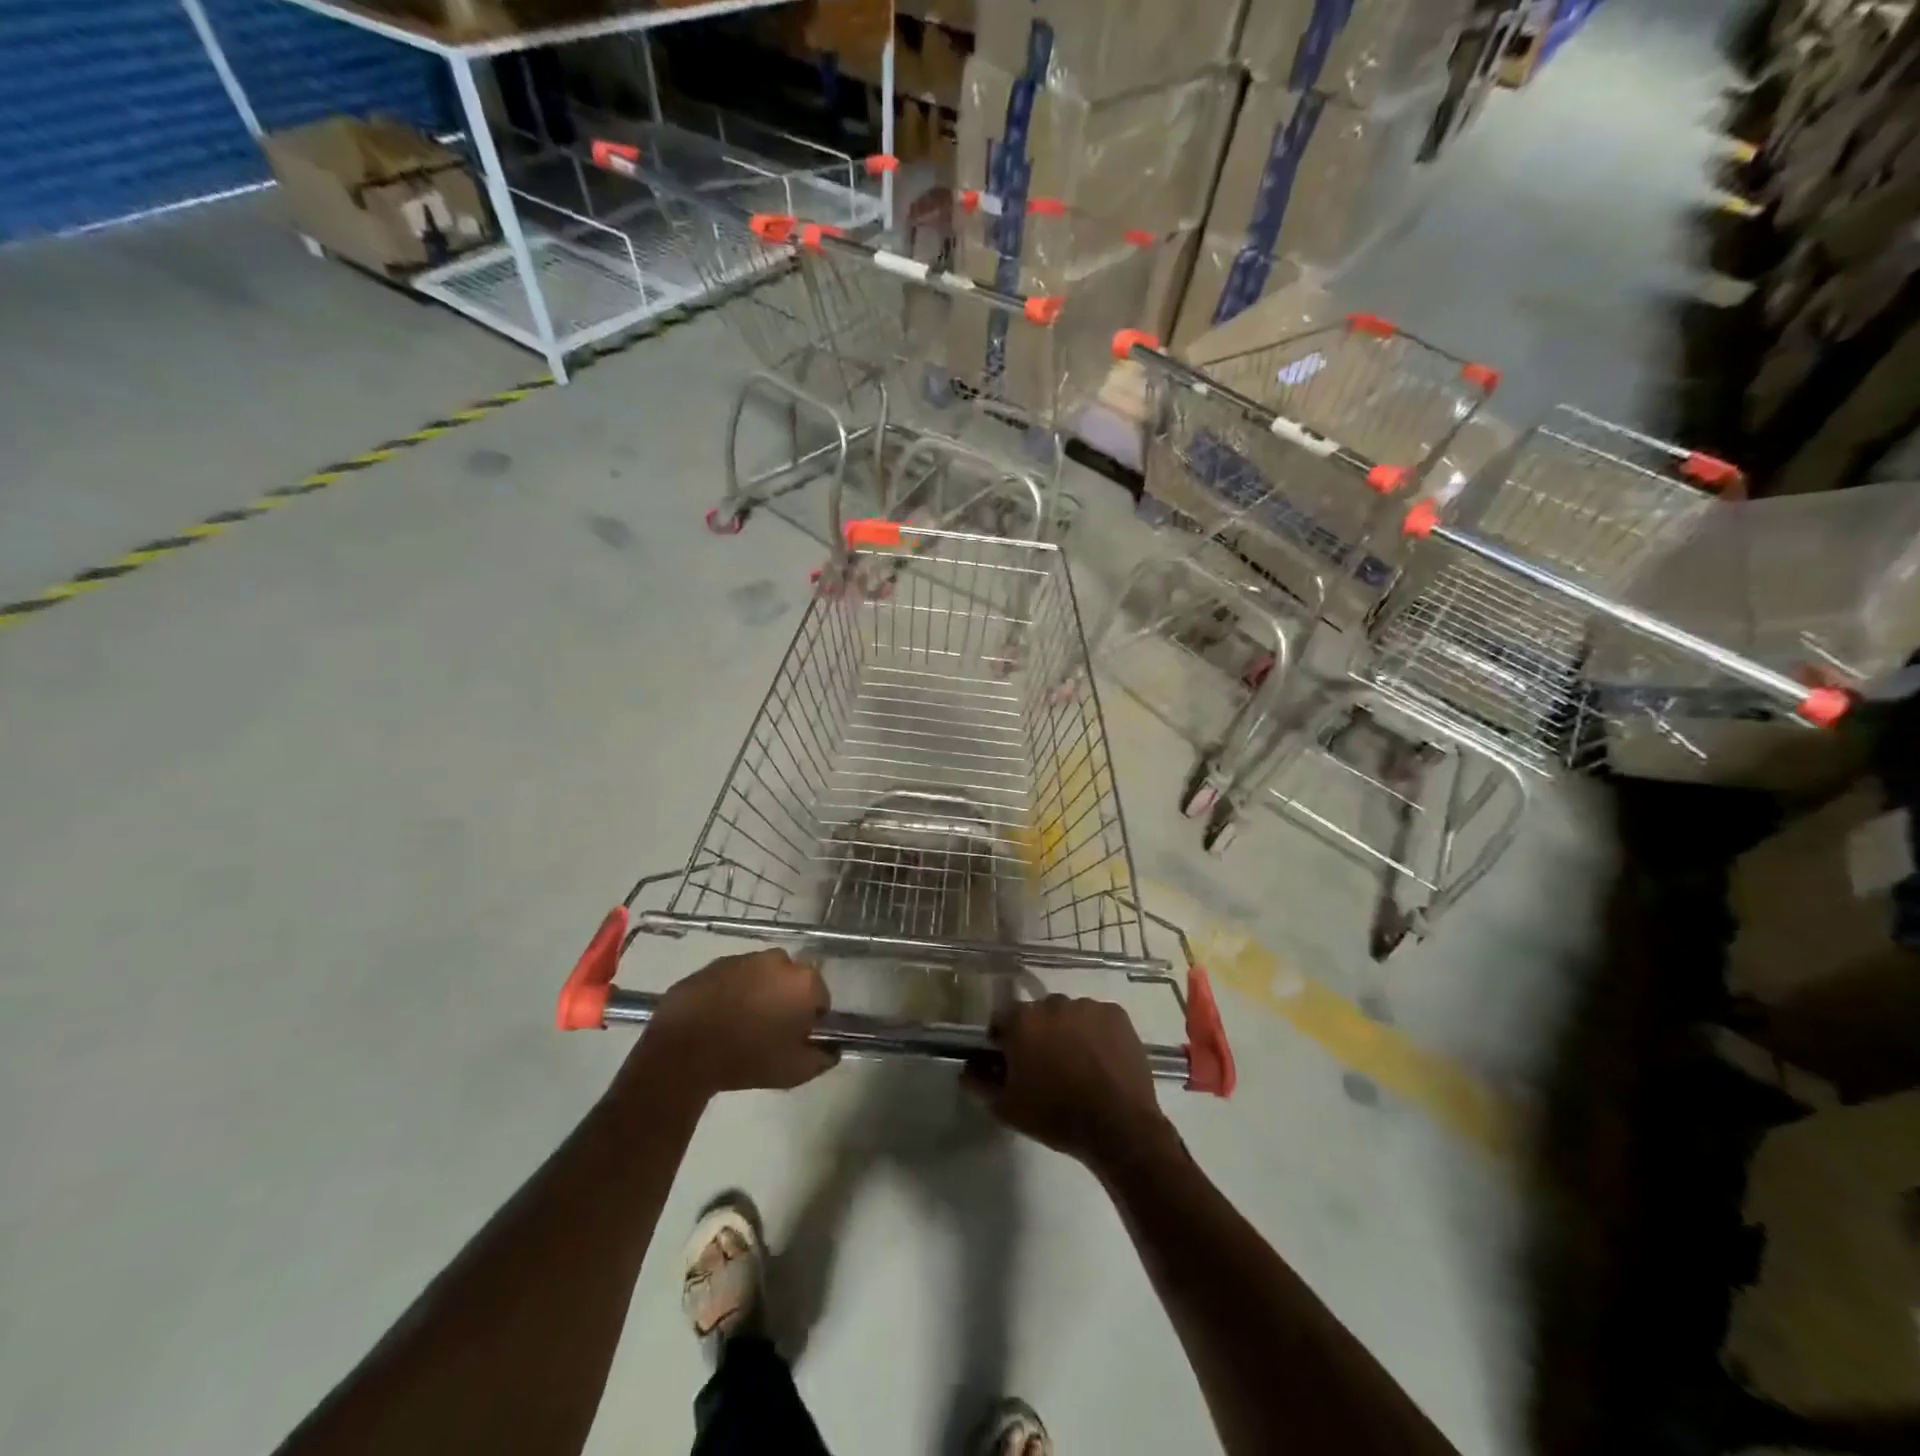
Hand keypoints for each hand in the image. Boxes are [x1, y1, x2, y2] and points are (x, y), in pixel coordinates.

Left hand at [626, 950, 837, 1101]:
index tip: (796, 1038)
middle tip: (770, 1030)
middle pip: (791, 981)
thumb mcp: (794, 1071)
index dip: (810, 1019)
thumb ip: (822, 1058)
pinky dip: (730, 992)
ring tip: (740, 1024)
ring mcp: (743, 958)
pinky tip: (718, 1017)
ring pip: (761, 976)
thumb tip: (831, 1050)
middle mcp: (778, 961)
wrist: (684, 1053)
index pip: (820, 998)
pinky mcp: (713, 964)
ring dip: (757, 993)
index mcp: (803, 982)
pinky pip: (732, 978)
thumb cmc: (747, 1060)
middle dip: (785, 999)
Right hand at [963, 995, 1173, 1172]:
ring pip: (1069, 1015)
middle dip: (1038, 1035)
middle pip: (1037, 1015)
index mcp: (1021, 1021)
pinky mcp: (1116, 1014)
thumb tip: (967, 1067)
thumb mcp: (1006, 1108)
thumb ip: (979, 1083)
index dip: (1004, 1042)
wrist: (1118, 1126)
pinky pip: (1097, 1019)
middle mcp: (1052, 1003)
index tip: (1012, 1065)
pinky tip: (1102, 1061)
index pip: (1002, 1020)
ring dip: (1068, 1032)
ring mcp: (1087, 1006)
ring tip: (1079, 1066)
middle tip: (1047, 1068)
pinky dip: (1096, 1034)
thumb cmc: (1055, 1116)